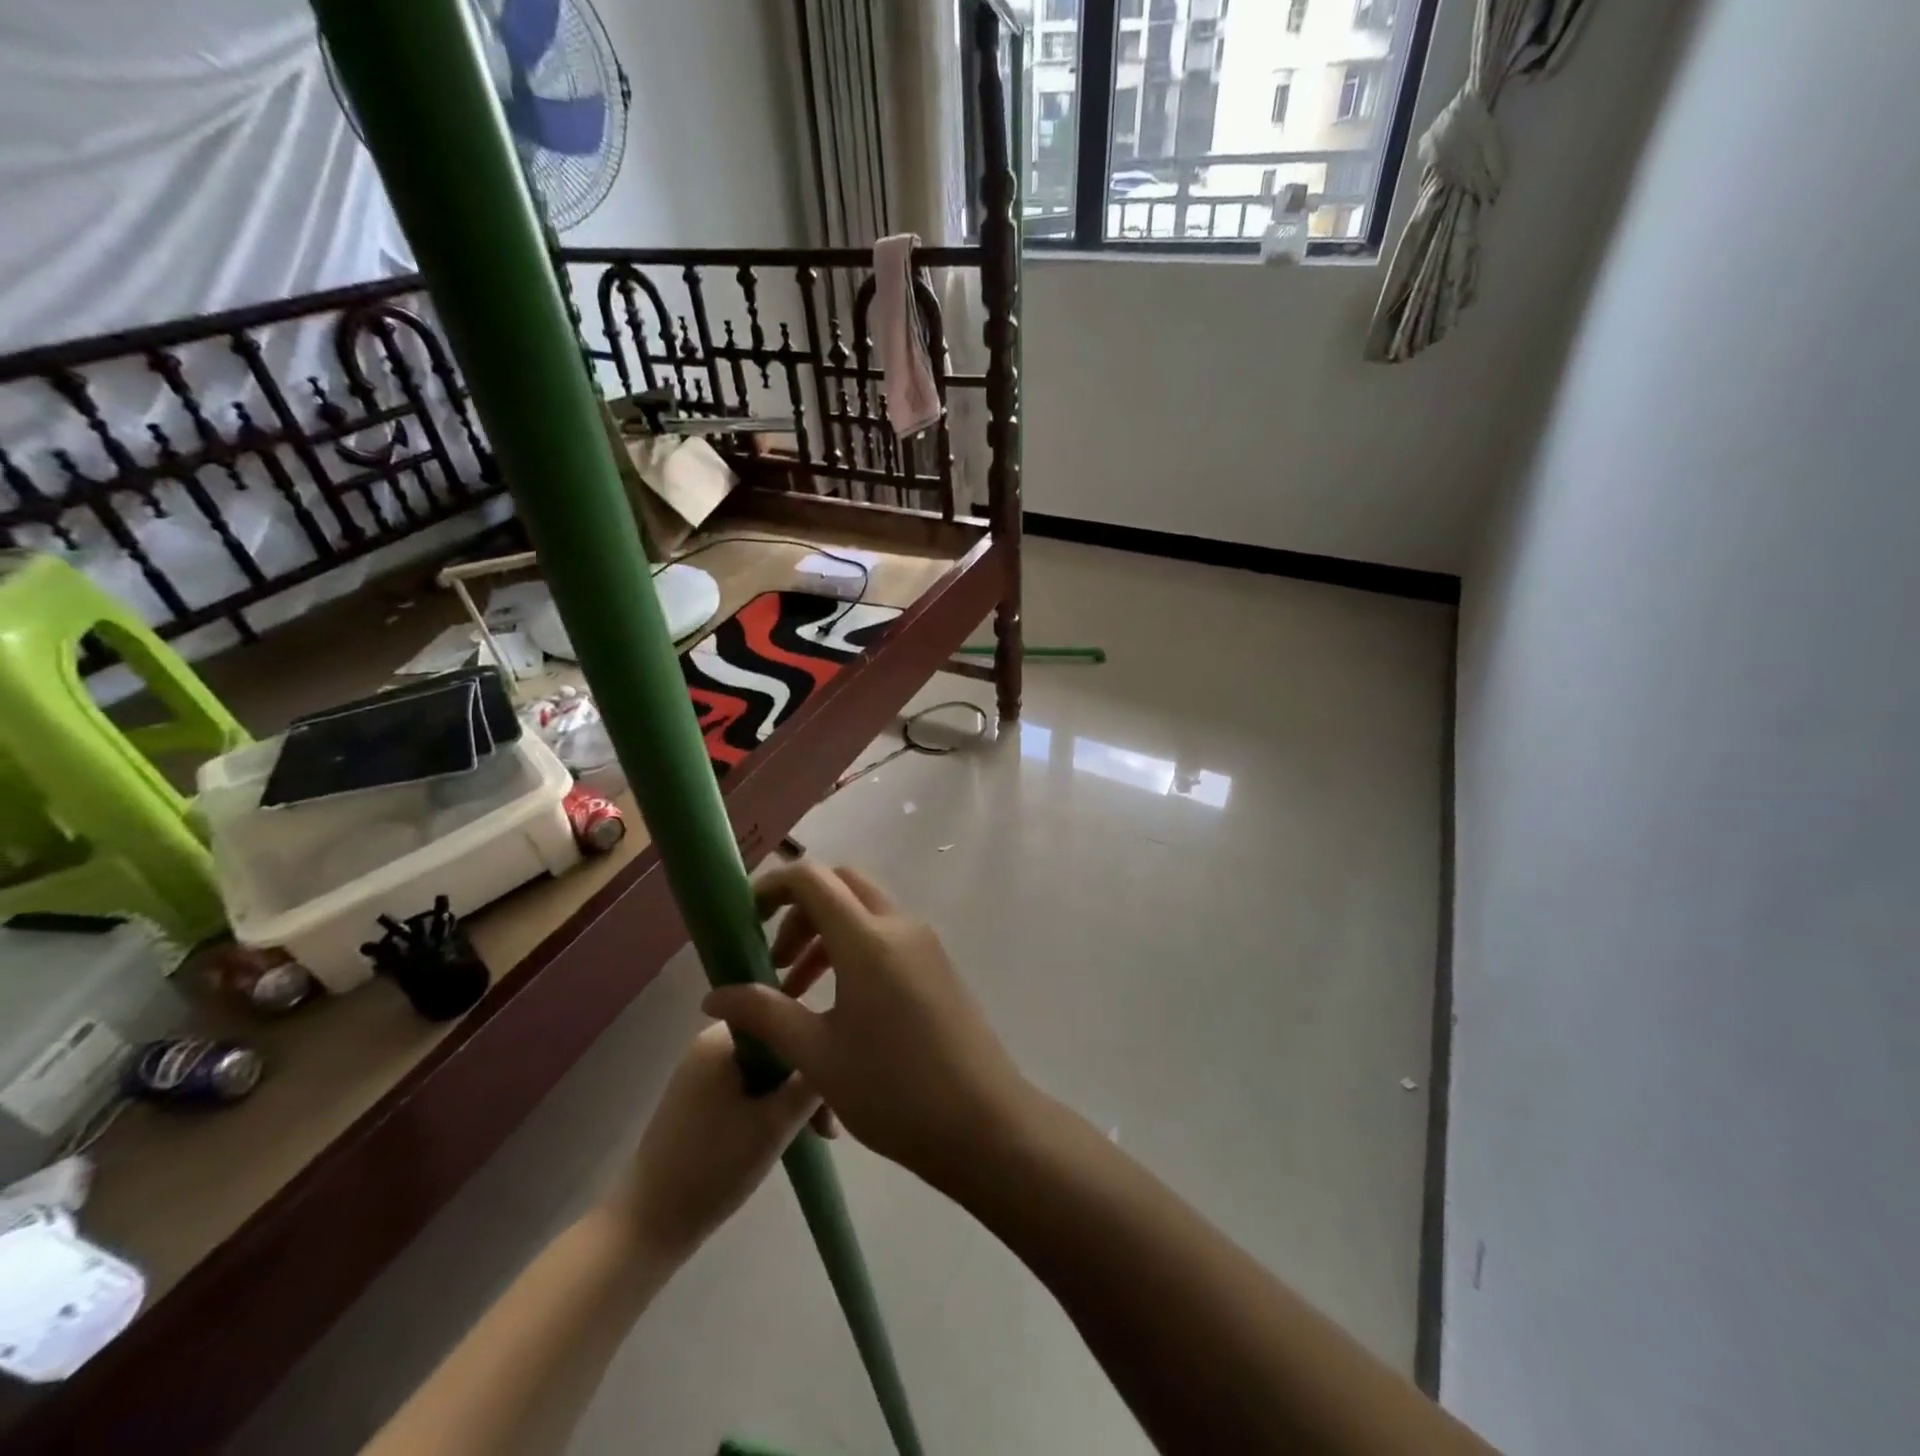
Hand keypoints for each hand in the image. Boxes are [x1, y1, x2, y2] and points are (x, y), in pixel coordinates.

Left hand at [607, 1021, 823, 1260]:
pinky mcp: (699, 1099)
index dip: (816, 1049)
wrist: (646, 1226)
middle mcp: (710, 1043)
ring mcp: (701, 1071)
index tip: (836, 1090)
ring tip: (814, 1136)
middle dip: (806, 1080)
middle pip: (777, 1046)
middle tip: (828, 1126)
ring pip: (766, 1070)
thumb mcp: (776, 1122)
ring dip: (791, 1097)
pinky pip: (748, 1087)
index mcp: (723, 1036)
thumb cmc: (713, 1167)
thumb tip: (840, 1051)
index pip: (786, 1018)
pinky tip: (785, 1137)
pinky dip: (770, 1107)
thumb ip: (812, 1080)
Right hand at [703, 861, 1026, 1178]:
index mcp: (867, 939)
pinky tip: (841, 1002)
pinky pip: (888, 934)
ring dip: (827, 933)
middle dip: (801, 910)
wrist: (983, 1121)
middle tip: (775, 959)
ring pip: (865, 910)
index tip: (745, 919)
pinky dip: (855, 947)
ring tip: (797, 990)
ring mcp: (925, 942)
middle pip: (841, 885)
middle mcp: (899, 926)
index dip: (773, 886)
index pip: (812, 879)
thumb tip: (713, 995)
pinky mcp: (938, 964)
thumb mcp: (817, 1055)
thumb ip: (764, 1013)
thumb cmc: (892, 1090)